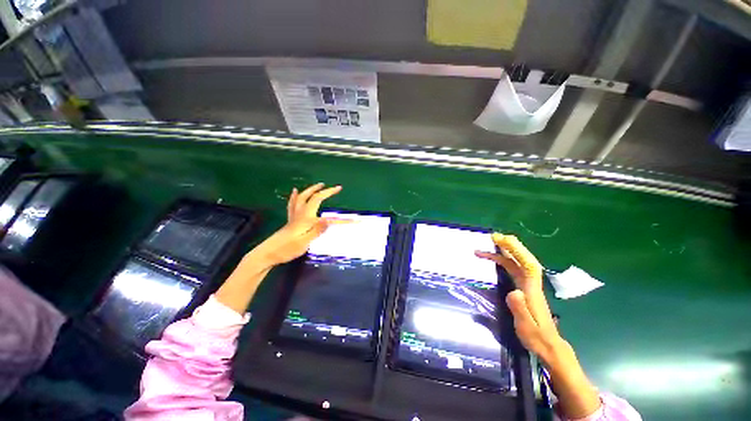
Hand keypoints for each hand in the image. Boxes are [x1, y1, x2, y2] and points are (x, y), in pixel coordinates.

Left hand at [253, 183, 343, 266]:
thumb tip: (327, 219)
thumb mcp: (304, 243)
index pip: (328, 215)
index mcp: (306, 219)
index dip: (342, 217)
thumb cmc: (287, 250)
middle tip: (336, 188)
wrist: (267, 253)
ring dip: (312, 189)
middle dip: (326, 191)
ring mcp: (294, 215)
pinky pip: (293, 203)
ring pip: (303, 197)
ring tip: (320, 184)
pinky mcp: (290, 219)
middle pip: (314, 198)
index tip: (354, 217)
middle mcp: (301, 213)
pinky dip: (295, 195)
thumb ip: (316, 230)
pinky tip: (294, 191)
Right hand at [475, 233, 559, 359]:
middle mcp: (531, 284)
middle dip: (510, 246)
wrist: (549, 346)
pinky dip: (504, 261)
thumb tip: (513, 291)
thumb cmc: (537, 338)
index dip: (517, 250)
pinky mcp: (524, 288)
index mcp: (532, 290)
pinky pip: (514, 269)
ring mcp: (528, 285)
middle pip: (523, 259)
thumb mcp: (526, 327)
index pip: (528, 265)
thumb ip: (520, 309)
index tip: (503, 240)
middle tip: (493, 237)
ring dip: (505, 252)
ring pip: (517, 263)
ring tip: (489, 245)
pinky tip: (496, 259)